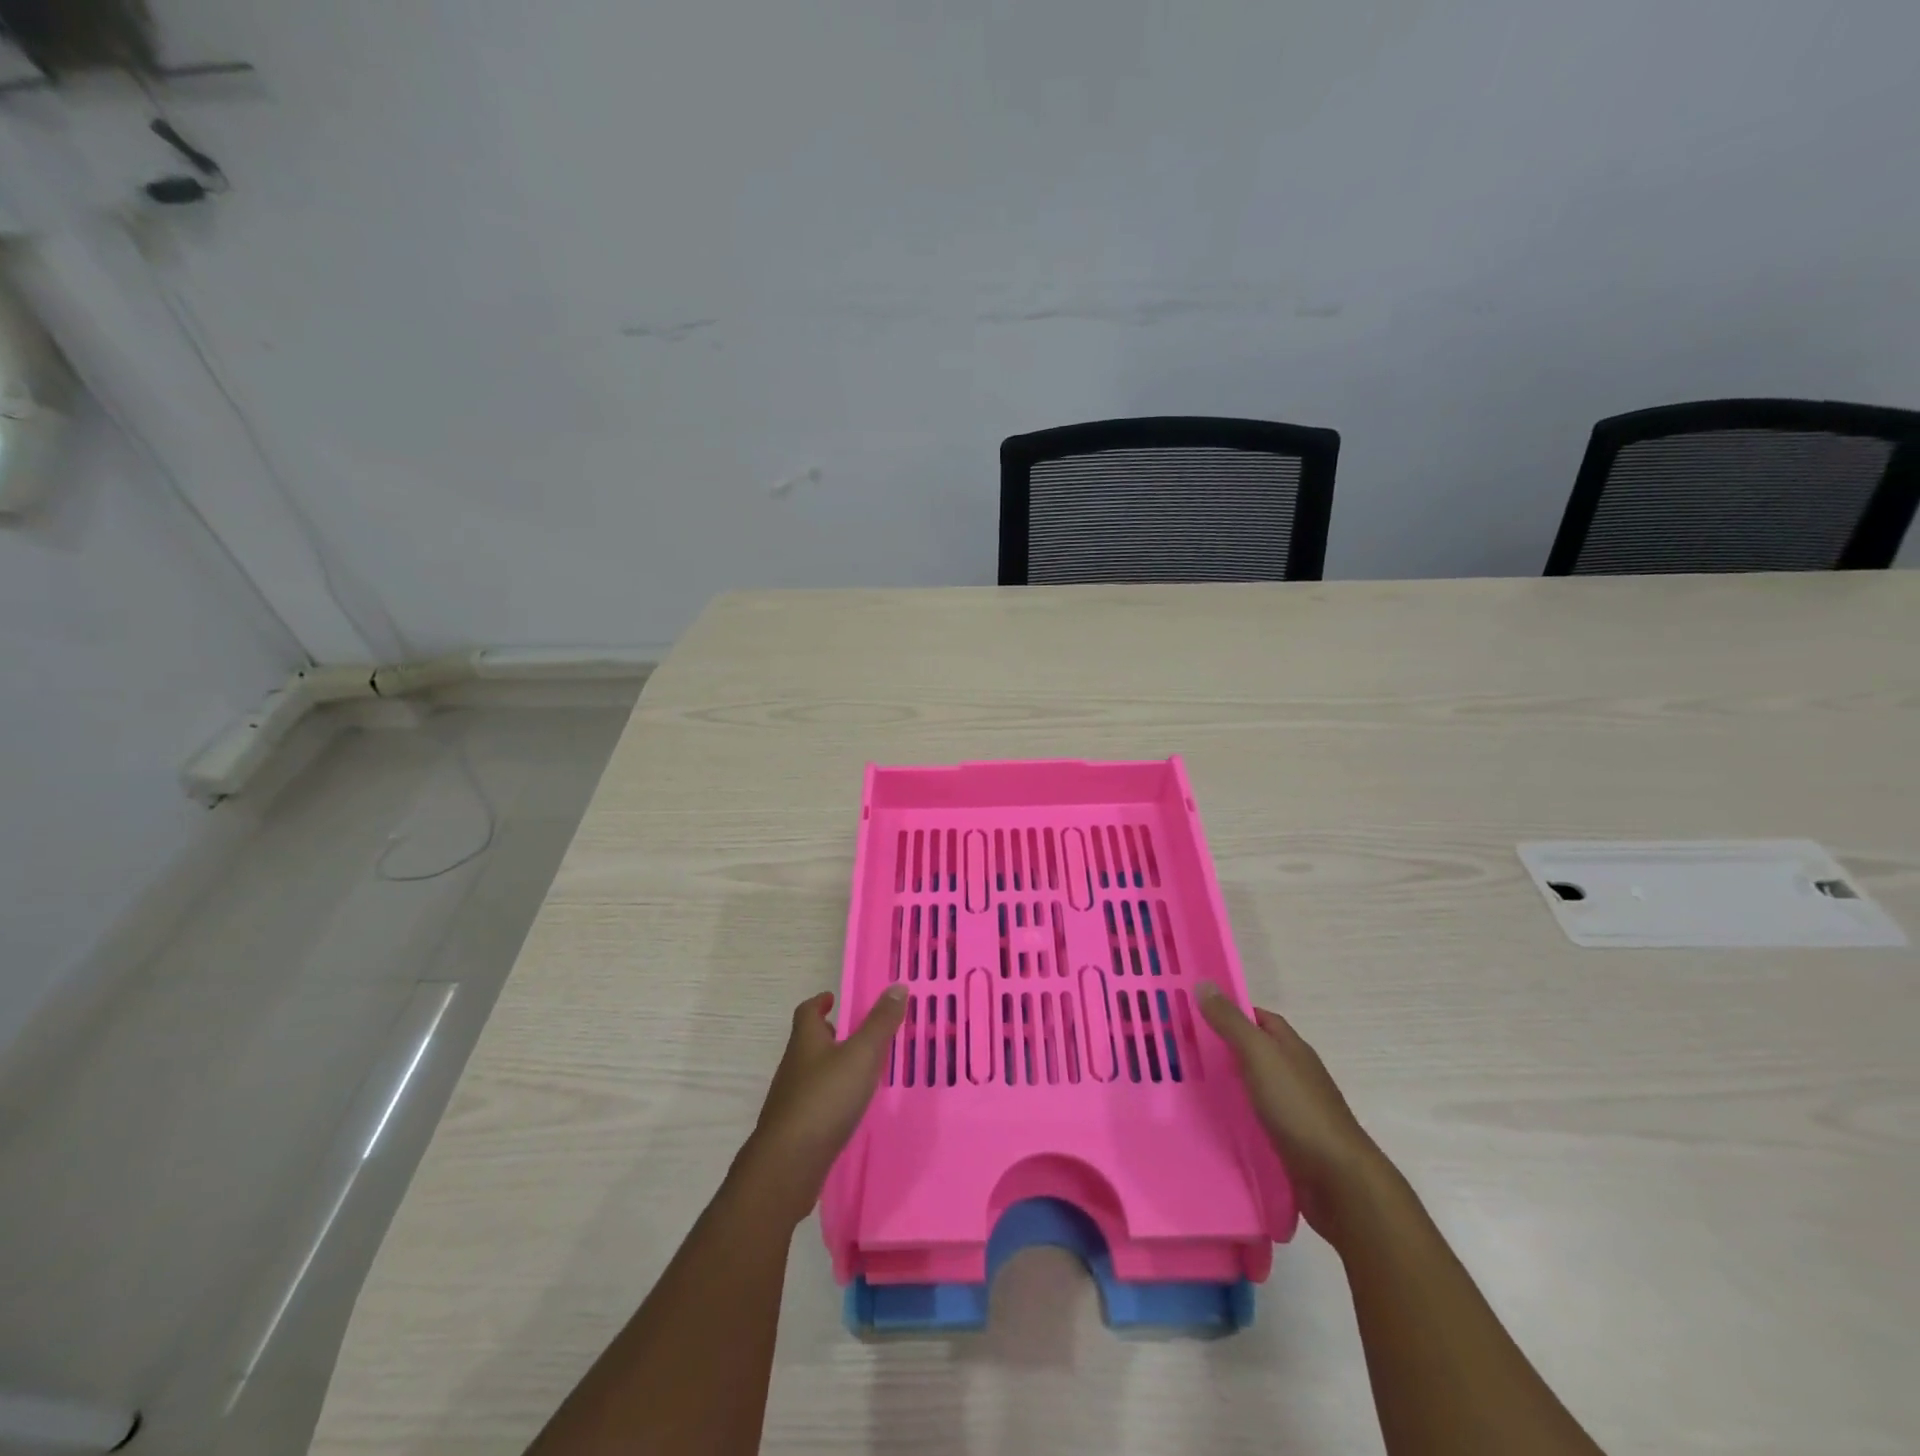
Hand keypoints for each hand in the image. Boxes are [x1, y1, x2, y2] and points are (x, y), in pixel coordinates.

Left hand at [736, 986, 907, 1224]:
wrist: (788, 1164)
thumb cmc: (826, 1098)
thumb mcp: (862, 1055)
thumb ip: (880, 1023)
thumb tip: (897, 986)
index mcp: (806, 1041)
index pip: (807, 1012)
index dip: (819, 1002)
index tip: (831, 998)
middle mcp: (793, 1066)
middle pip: (807, 1042)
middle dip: (827, 1034)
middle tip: (850, 1033)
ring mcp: (790, 1100)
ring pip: (810, 1073)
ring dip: (829, 1067)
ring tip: (856, 1071)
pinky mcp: (794, 1130)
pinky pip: (813, 1103)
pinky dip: (829, 1098)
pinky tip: (846, 1110)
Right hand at [1197, 984, 1392, 1238]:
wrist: (1337, 1180)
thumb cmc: (1298, 1107)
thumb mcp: (1259, 1055)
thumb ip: (1231, 1022)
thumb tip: (1204, 983)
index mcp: (1291, 1047)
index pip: (1258, 1018)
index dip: (1228, 1012)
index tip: (1192, 1013)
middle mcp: (1294, 1073)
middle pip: (1254, 1051)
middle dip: (1221, 1047)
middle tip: (1180, 1048)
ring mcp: (1293, 1108)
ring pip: (1253, 1085)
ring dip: (1226, 1083)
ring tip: (1186, 1083)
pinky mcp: (1288, 1141)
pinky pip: (1255, 1117)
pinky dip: (1235, 1114)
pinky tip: (1212, 1120)